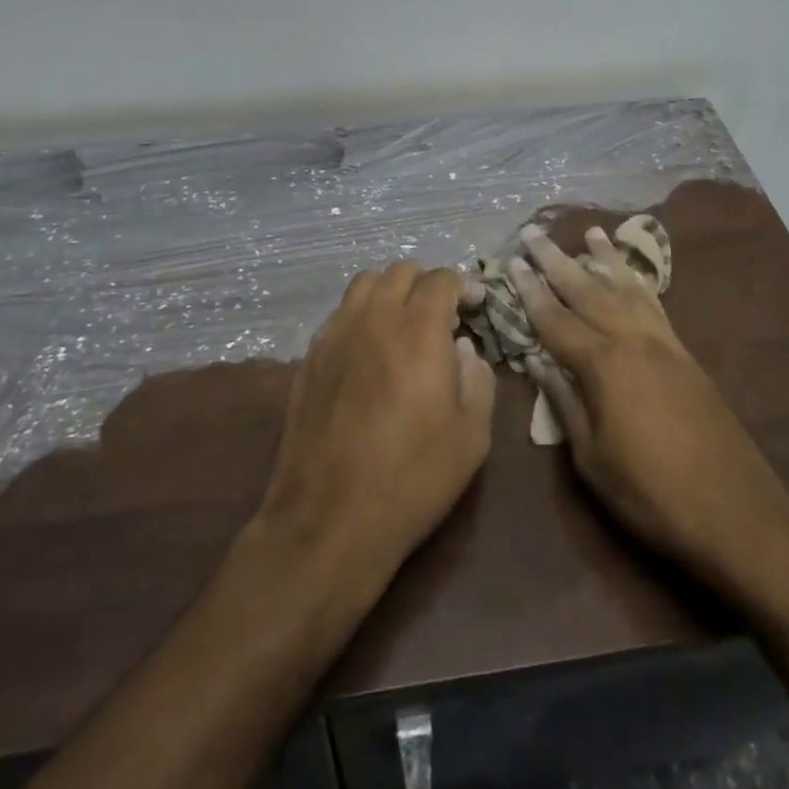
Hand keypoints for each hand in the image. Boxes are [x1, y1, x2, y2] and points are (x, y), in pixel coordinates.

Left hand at [253, 263, 496, 582]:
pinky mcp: (310, 356)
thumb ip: (478, 380)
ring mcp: (336, 333)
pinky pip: (339, 313)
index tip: (473, 306)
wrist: (330, 517)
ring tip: (403, 323)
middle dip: (426, 283)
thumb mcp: (472, 437)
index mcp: (418, 330)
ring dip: (390, 291)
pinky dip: (361, 314)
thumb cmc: (412, 477)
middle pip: (400, 271)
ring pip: (364, 284)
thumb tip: (464, 349)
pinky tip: (368, 348)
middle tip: (441, 315)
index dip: (462, 285)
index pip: (440, 279)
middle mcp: (374, 318)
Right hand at [511, 227, 788, 602]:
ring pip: (627, 288)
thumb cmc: (653, 495)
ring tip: (590, 232)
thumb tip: (538, 362)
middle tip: (534, 232)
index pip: (555, 319)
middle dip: (557, 260)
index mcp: (604, 365)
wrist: (738, 514)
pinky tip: (631, 275)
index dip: (530, 291)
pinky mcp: (686, 355)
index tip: (511, 261)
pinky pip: (655, 304)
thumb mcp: (593, 460)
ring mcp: (664, 344)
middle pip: (587, 290)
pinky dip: (639, 282)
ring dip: (604, 259)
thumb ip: (565, 403)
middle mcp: (632, 341)